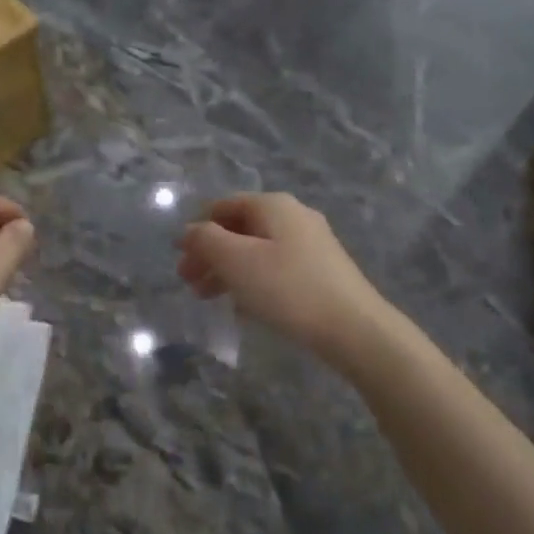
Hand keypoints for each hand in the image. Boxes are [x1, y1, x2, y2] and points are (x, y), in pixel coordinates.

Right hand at [176, 193, 390, 364]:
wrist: (353, 328)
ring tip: (208, 298)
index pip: (222, 206)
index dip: (196, 229)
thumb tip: (190, 230)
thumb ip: (206, 240)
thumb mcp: (236, 261)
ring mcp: (310, 243)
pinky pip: (275, 267)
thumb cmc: (287, 288)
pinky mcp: (321, 270)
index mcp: (272, 205)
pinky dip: (252, 281)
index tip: (179, 258)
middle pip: (238, 229)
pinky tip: (243, 307)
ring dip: (228, 271)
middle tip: (188, 283)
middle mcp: (293, 216)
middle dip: (210, 254)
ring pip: (256, 250)